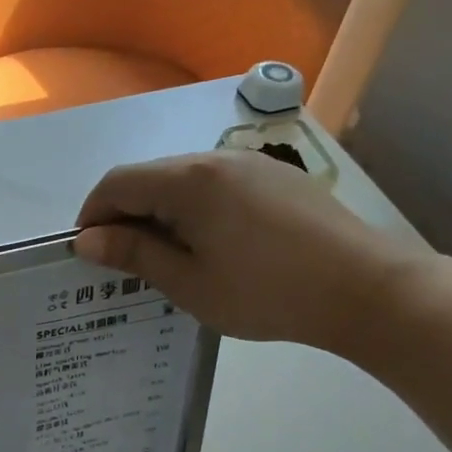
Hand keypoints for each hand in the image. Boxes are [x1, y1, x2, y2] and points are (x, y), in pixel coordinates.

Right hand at [74, 150, 424, 353]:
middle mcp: (216, 160)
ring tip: (168, 261)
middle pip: (149, 178)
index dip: (92, 216)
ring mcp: (252, 165)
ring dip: (160, 215)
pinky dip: (195, 212)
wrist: (365, 289)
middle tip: (125, 265)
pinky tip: (211, 248)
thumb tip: (87, 240)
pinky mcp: (278, 179)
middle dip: (125, 216)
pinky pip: (217, 188)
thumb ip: (134, 254)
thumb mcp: (189, 282)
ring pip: (183, 183)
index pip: (117, 184)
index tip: (88, 256)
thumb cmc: (265, 292)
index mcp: (189, 181)